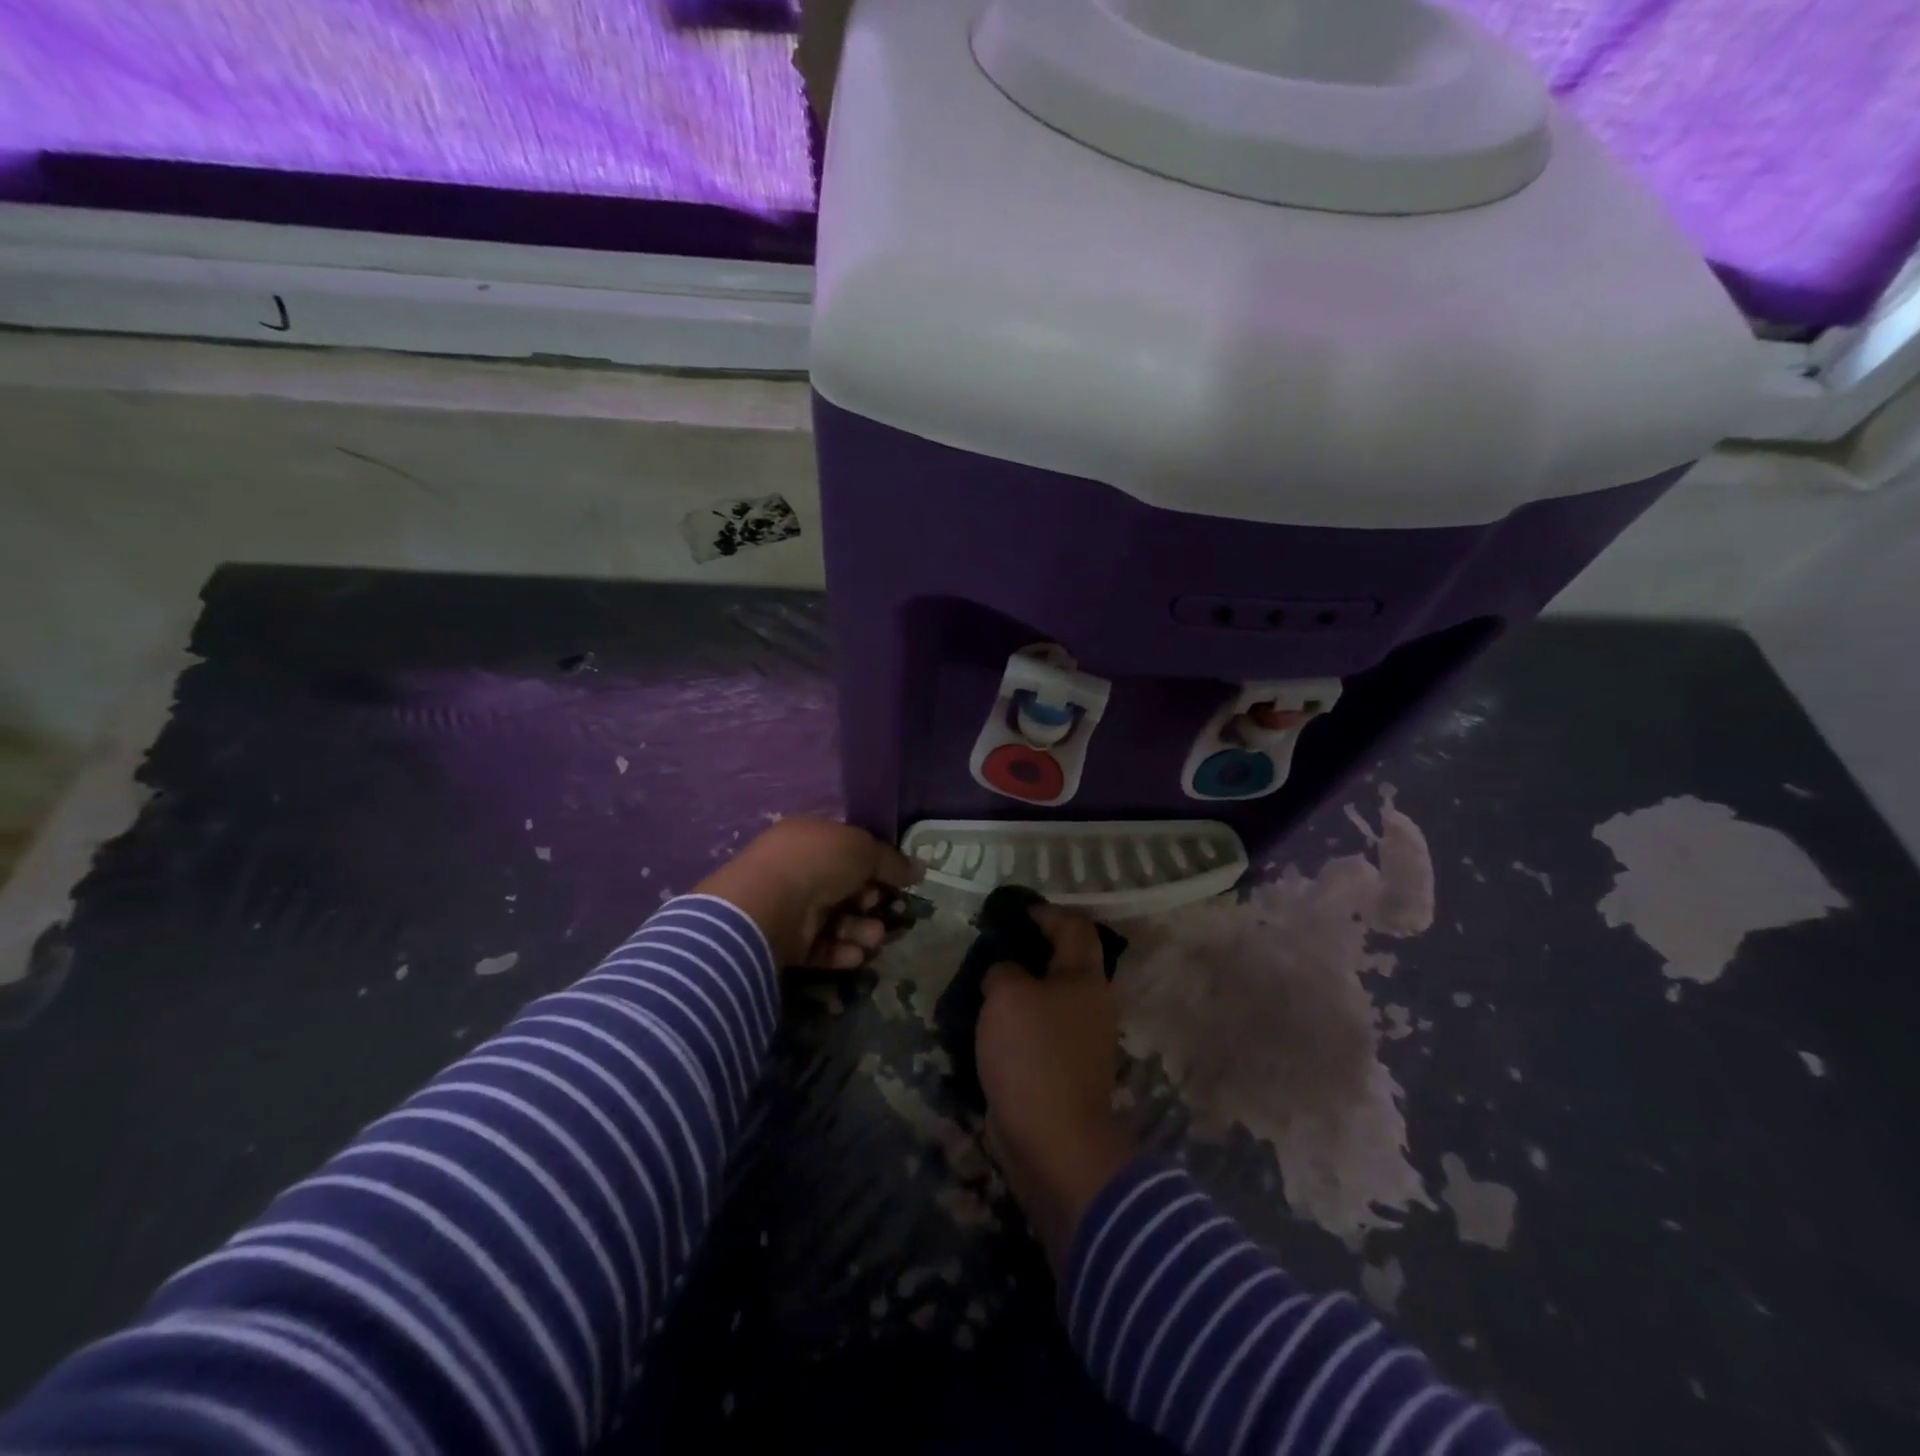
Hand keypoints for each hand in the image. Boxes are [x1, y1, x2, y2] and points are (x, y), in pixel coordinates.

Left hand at [696, 817, 920, 970]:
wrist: (770, 904)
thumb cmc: (818, 862)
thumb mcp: (864, 849)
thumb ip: (892, 861)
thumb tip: (920, 869)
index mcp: (810, 837)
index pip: (847, 849)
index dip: (874, 864)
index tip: (897, 879)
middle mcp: (798, 869)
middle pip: (844, 887)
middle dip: (869, 900)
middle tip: (882, 906)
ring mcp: (790, 906)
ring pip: (835, 919)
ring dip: (860, 929)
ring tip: (874, 937)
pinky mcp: (785, 942)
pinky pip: (820, 946)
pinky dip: (840, 951)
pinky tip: (856, 955)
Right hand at [977, 906, 1136, 1268]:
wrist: (1054, 1141)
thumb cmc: (1033, 1054)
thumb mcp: (1006, 995)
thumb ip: (1003, 970)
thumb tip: (1005, 973)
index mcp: (1086, 978)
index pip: (1075, 928)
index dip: (1048, 912)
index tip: (1016, 911)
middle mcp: (1092, 1004)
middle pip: (1065, 963)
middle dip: (1031, 951)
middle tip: (993, 947)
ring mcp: (1082, 1041)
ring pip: (1051, 999)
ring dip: (1022, 989)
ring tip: (984, 985)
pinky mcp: (1066, 1071)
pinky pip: (1041, 1032)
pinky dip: (1019, 1022)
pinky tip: (990, 1025)